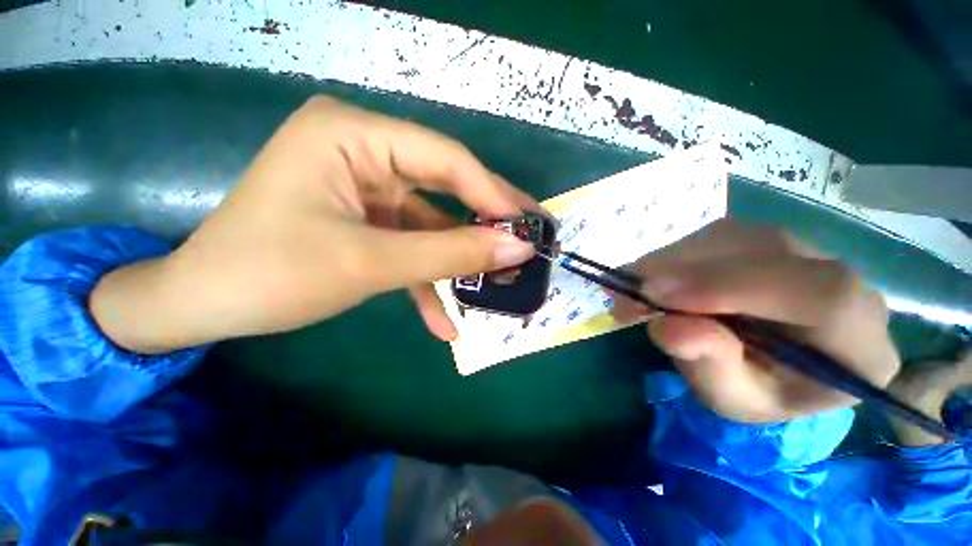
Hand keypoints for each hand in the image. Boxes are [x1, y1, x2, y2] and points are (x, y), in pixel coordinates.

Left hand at [91, 96, 538, 352]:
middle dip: (484, 222)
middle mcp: (362, 150)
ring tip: (497, 281)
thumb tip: (517, 249)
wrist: (201, 308)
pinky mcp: (364, 218)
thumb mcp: (372, 263)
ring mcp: (364, 187)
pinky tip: (443, 320)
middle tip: (526, 240)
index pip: (446, 159)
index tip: (528, 225)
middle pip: (444, 185)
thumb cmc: (271, 276)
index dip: (492, 195)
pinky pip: (407, 244)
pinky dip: (425, 279)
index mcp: (353, 136)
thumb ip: (451, 253)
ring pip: (430, 221)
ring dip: (458, 258)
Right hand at [612, 219, 899, 422]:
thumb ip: (711, 368)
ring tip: (630, 291)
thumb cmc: (763, 392)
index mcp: (858, 338)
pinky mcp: (765, 240)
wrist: (780, 367)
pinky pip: (713, 235)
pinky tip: (651, 279)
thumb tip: (666, 327)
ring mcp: (803, 250)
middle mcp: (842, 278)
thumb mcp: (735, 401)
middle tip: (623, 296)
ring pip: (730, 237)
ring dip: (669, 261)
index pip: (817, 293)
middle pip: (763, 251)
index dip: (730, 285)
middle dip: (681, 270)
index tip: (653, 294)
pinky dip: (672, 256)